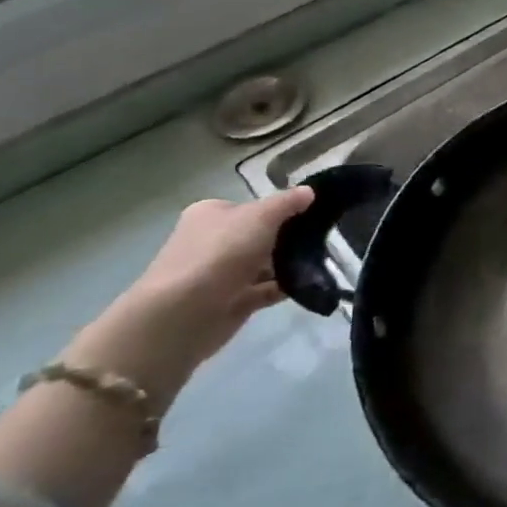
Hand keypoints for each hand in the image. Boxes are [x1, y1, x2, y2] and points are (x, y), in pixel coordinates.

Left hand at [66, 189, 313, 408]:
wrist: (183, 314)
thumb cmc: (220, 253)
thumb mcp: (260, 216)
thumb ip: (287, 202)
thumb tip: (309, 191)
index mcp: (212, 215)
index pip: (252, 207)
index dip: (282, 208)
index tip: (313, 212)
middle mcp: (214, 242)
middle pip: (261, 235)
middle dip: (290, 237)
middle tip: (324, 236)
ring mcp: (223, 274)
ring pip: (266, 263)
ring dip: (291, 263)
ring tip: (324, 259)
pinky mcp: (233, 301)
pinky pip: (268, 289)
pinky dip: (287, 286)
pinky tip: (311, 282)